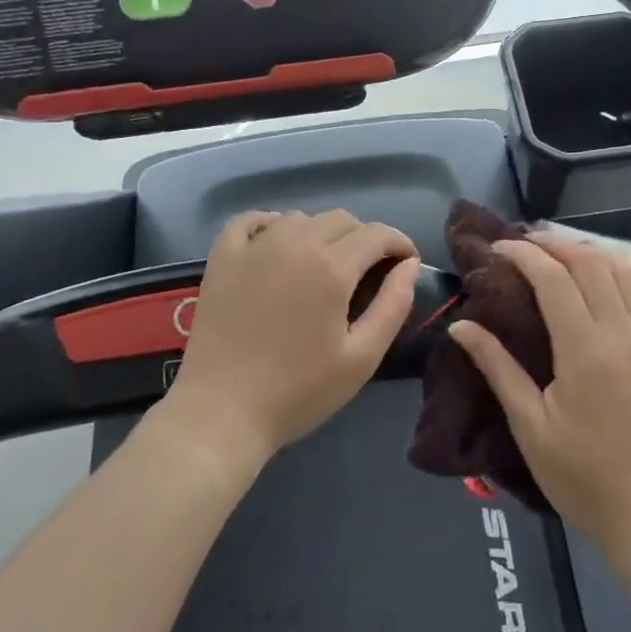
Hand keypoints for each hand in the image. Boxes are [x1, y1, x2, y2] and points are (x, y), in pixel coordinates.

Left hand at [164, 210, 419, 469]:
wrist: (221, 413)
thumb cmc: (298, 392)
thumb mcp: (361, 358)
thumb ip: (393, 305)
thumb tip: (409, 265)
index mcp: (331, 267)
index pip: (377, 233)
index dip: (399, 243)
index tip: (405, 262)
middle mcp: (295, 243)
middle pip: (342, 219)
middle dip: (364, 239)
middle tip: (367, 272)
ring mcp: (254, 247)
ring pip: (301, 218)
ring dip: (321, 233)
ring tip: (323, 265)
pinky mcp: (223, 257)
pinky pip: (250, 220)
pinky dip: (270, 224)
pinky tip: (276, 244)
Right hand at [450, 233, 630, 557]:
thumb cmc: (581, 475)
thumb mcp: (529, 426)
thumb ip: (497, 367)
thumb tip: (461, 325)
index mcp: (586, 351)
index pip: (554, 278)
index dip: (523, 254)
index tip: (498, 247)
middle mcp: (623, 333)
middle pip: (589, 263)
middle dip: (553, 244)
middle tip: (523, 245)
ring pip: (623, 269)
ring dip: (588, 253)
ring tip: (558, 255)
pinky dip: (620, 273)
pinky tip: (600, 282)